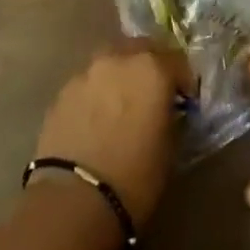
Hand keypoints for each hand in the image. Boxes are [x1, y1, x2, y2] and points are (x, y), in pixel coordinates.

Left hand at [33, 42, 192, 228]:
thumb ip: (170, 117)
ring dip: (122, 74)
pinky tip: (97, 118)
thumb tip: (166, 111)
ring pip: (112, 61)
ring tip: (123, 102)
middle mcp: (119, 58)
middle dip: (152, 66)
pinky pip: (89, 82)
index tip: (185, 100)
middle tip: (154, 93)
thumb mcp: (169, 150)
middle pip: (142, 49)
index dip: (184, 80)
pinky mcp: (63, 90)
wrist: (73, 200)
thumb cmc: (134, 178)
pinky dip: (98, 92)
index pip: (177, 60)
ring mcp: (87, 71)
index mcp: (152, 69)